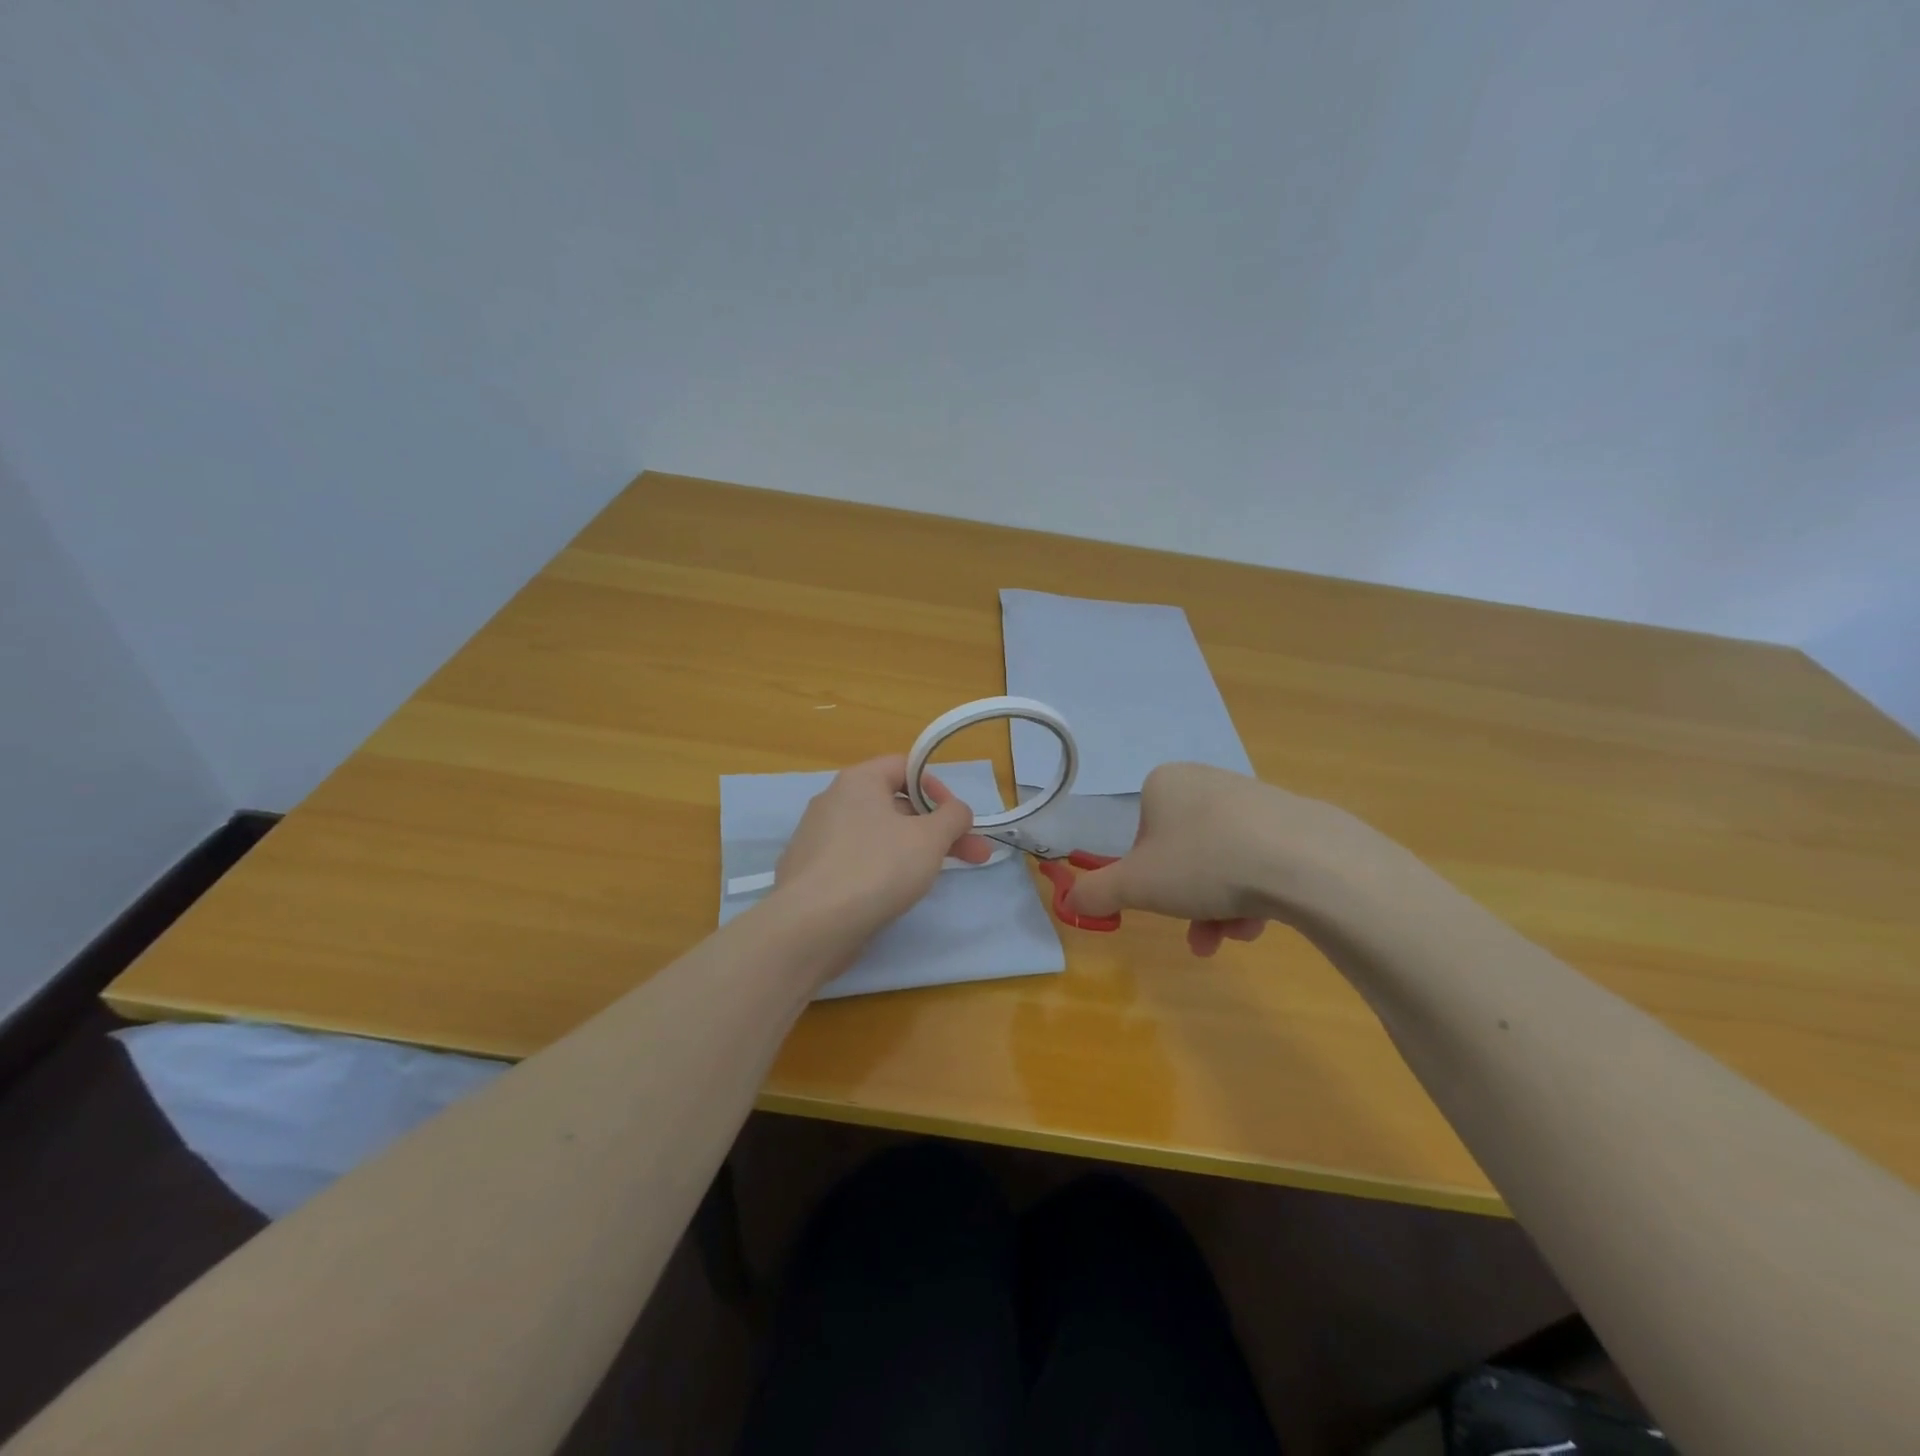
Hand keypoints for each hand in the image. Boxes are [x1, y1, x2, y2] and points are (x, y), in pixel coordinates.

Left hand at [771, 755, 994, 941]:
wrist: (811, 926)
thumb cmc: (876, 868)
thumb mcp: (930, 838)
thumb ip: (953, 817)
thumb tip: (957, 811)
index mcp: (857, 781)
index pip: (904, 766)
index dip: (938, 788)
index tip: (958, 819)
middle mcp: (833, 802)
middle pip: (895, 804)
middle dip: (937, 829)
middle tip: (972, 855)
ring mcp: (817, 839)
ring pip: (878, 836)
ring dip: (913, 851)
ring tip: (937, 878)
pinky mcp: (811, 874)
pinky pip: (856, 862)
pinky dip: (881, 871)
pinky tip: (895, 896)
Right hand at [1064, 762, 1376, 956]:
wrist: (1307, 860)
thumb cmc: (1204, 863)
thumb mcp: (1135, 885)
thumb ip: (1095, 892)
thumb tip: (1068, 900)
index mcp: (1164, 784)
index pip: (1141, 835)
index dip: (1146, 875)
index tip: (1159, 900)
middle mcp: (1205, 782)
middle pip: (1181, 854)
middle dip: (1186, 901)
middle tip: (1198, 935)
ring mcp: (1252, 799)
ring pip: (1219, 864)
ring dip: (1216, 907)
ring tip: (1231, 934)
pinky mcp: (1291, 821)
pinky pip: (1256, 861)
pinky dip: (1250, 896)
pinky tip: (1260, 922)